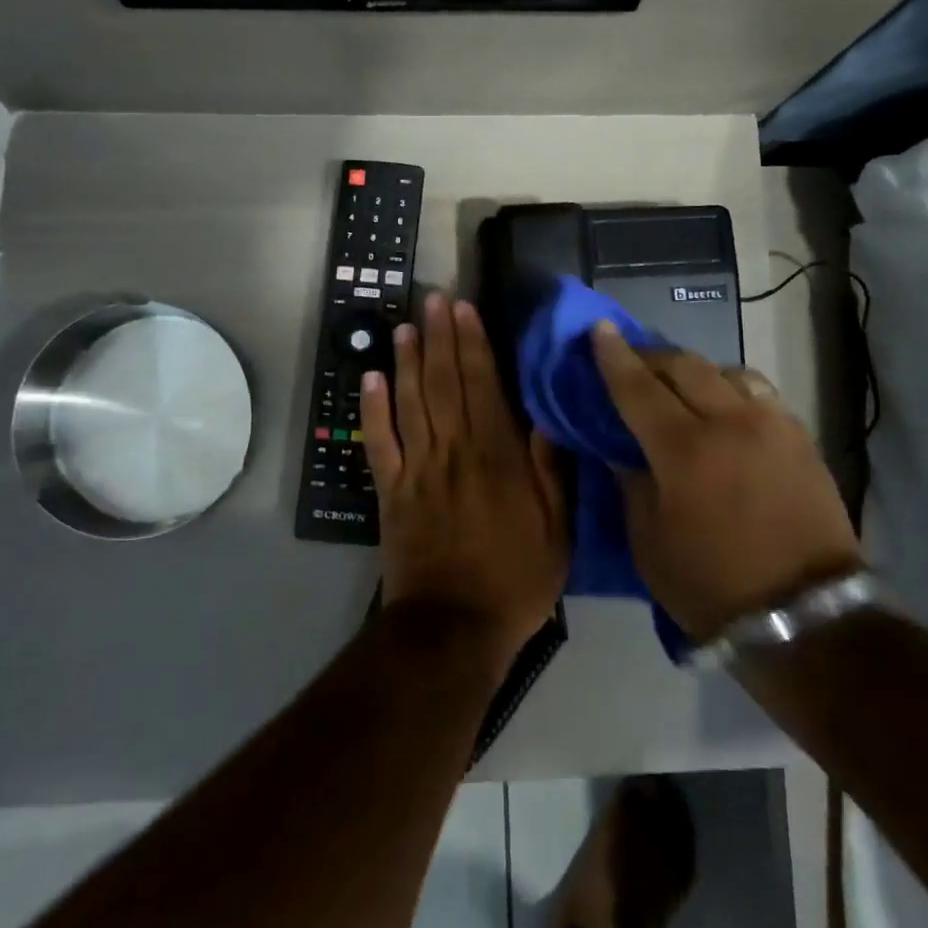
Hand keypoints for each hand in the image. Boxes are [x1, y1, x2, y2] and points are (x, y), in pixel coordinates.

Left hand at [361, 293, 569, 668]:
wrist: (453, 628)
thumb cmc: (514, 579)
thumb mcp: (556, 530)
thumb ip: (551, 471)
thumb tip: (545, 417)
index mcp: (497, 456)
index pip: (483, 386)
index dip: (473, 343)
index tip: (464, 309)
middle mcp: (454, 450)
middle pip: (444, 382)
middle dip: (440, 337)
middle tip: (434, 299)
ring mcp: (417, 468)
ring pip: (410, 401)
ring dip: (407, 360)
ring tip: (405, 325)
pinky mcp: (390, 489)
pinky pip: (378, 440)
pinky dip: (372, 407)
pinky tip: (371, 377)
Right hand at [591, 322, 860, 640]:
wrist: (806, 619)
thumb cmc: (712, 586)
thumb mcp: (649, 543)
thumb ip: (631, 485)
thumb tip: (622, 452)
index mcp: (684, 449)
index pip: (638, 387)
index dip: (614, 356)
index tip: (599, 329)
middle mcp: (730, 422)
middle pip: (684, 366)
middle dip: (652, 356)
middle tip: (632, 359)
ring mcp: (772, 425)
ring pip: (727, 371)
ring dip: (695, 370)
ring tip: (680, 385)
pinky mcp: (801, 438)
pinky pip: (760, 393)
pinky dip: (732, 389)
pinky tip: (725, 406)